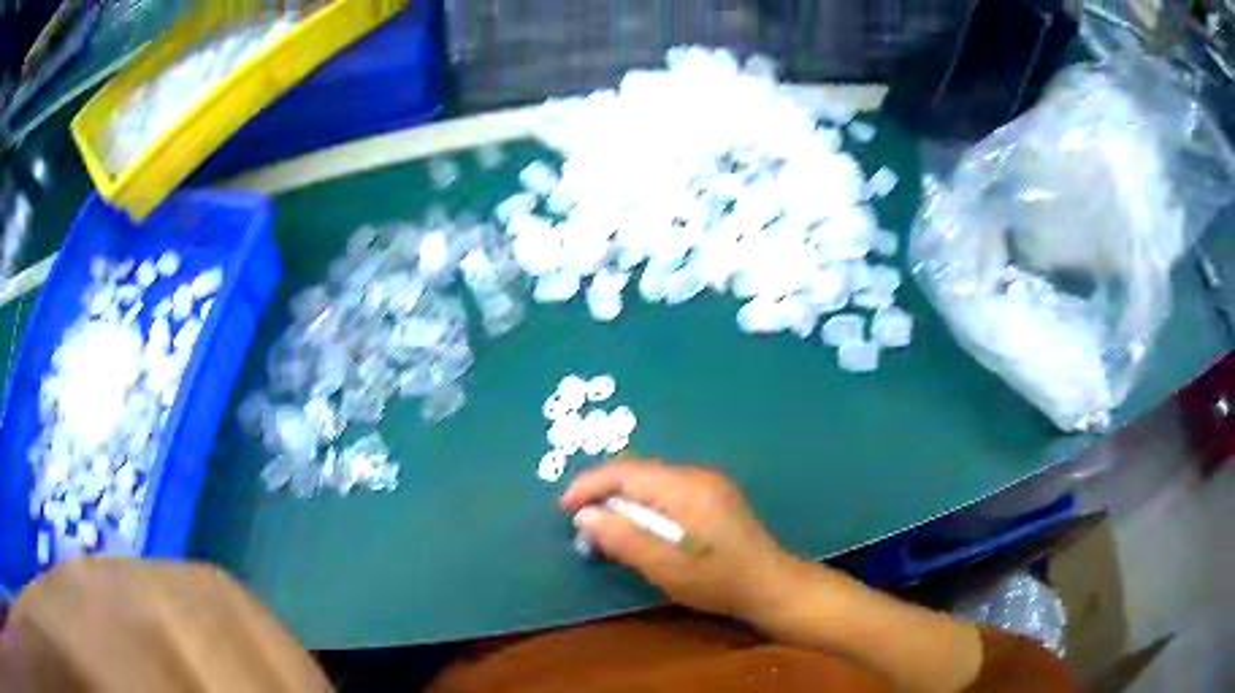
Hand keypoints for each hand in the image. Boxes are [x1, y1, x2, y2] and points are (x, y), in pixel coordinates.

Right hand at [561, 458, 804, 623]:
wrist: (772, 586)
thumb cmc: (719, 581)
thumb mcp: (667, 567)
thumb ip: (624, 539)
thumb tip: (585, 515)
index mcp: (685, 488)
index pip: (626, 472)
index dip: (590, 485)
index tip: (564, 508)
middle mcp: (696, 476)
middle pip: (638, 472)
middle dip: (603, 492)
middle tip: (580, 521)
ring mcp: (708, 484)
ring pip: (651, 481)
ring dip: (622, 499)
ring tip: (603, 527)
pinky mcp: (713, 498)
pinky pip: (666, 491)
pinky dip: (642, 505)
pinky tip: (637, 527)